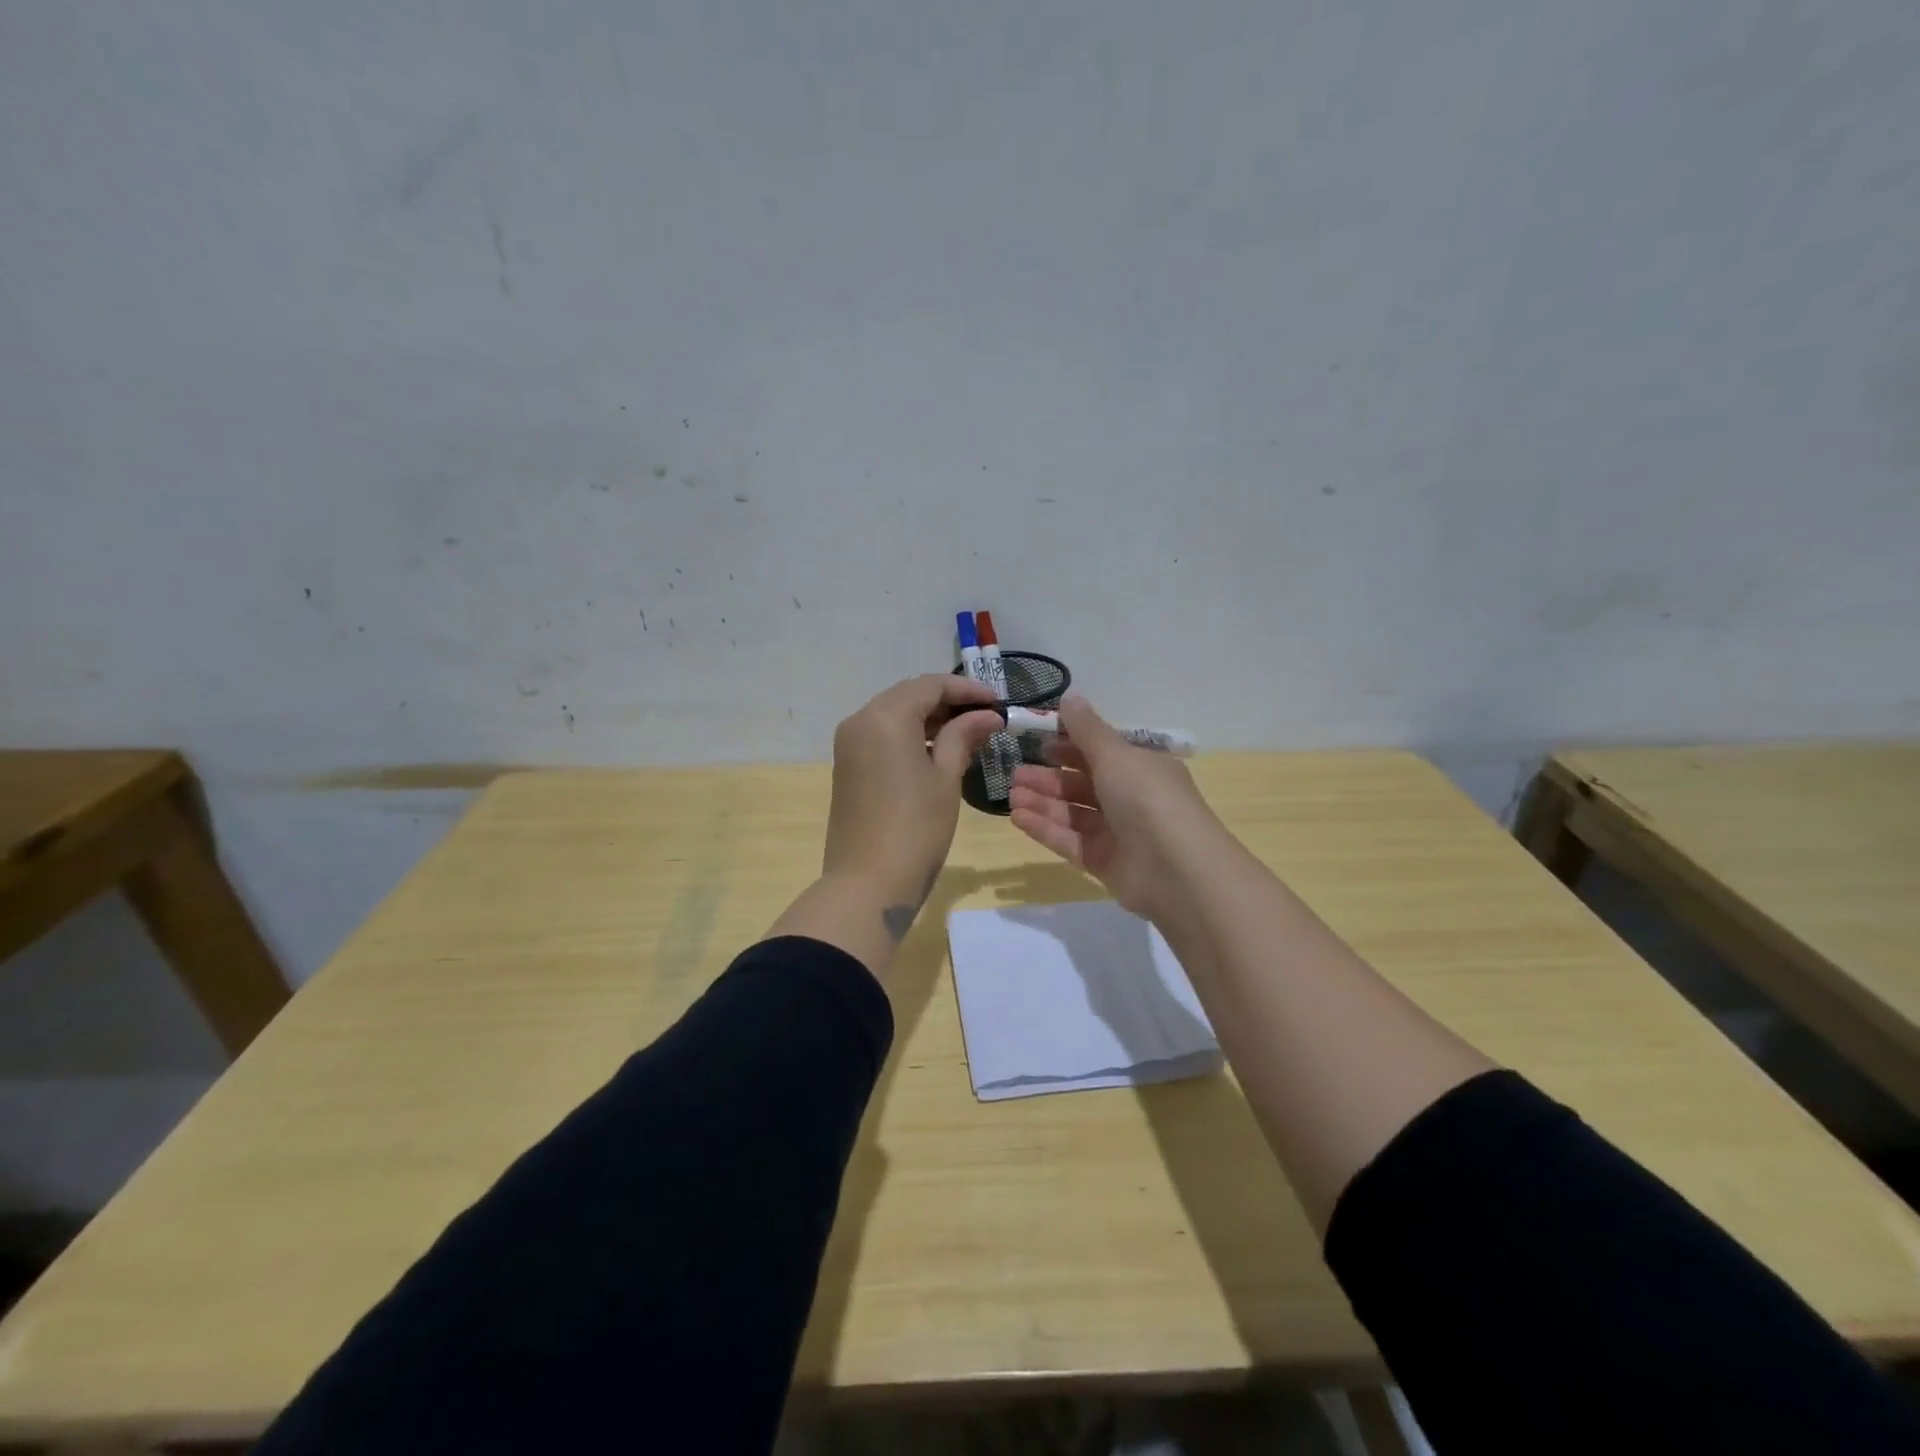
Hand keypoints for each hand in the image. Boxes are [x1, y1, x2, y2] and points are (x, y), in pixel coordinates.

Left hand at [823, 673, 1003, 928]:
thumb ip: (964, 737)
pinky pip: (881, 735)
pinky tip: (938, 750)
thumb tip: (987, 715)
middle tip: (985, 716)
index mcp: (885, 717)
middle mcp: (861, 720)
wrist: (867, 882)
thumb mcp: (946, 778)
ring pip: (894, 714)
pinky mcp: (847, 765)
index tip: (997, 701)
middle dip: (948, 701)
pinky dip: (910, 735)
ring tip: (968, 733)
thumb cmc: (916, 827)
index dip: (966, 689)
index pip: (930, 685)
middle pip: (909, 696)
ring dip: (929, 718)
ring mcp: (849, 743)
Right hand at [1008, 694, 1222, 920]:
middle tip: (1015, 773)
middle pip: (1083, 783)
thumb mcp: (1116, 755)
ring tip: (1011, 794)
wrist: (1176, 870)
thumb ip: (1087, 729)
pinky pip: (1069, 840)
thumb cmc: (1147, 799)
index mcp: (1141, 767)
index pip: (1101, 751)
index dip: (1069, 744)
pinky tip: (1018, 817)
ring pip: (1073, 812)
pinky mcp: (1104, 862)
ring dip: (1042, 801)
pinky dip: (1045, 828)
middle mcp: (1130, 797)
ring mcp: (1117, 832)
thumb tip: (1069, 697)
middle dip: (1049, 776)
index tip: (1037, 740)